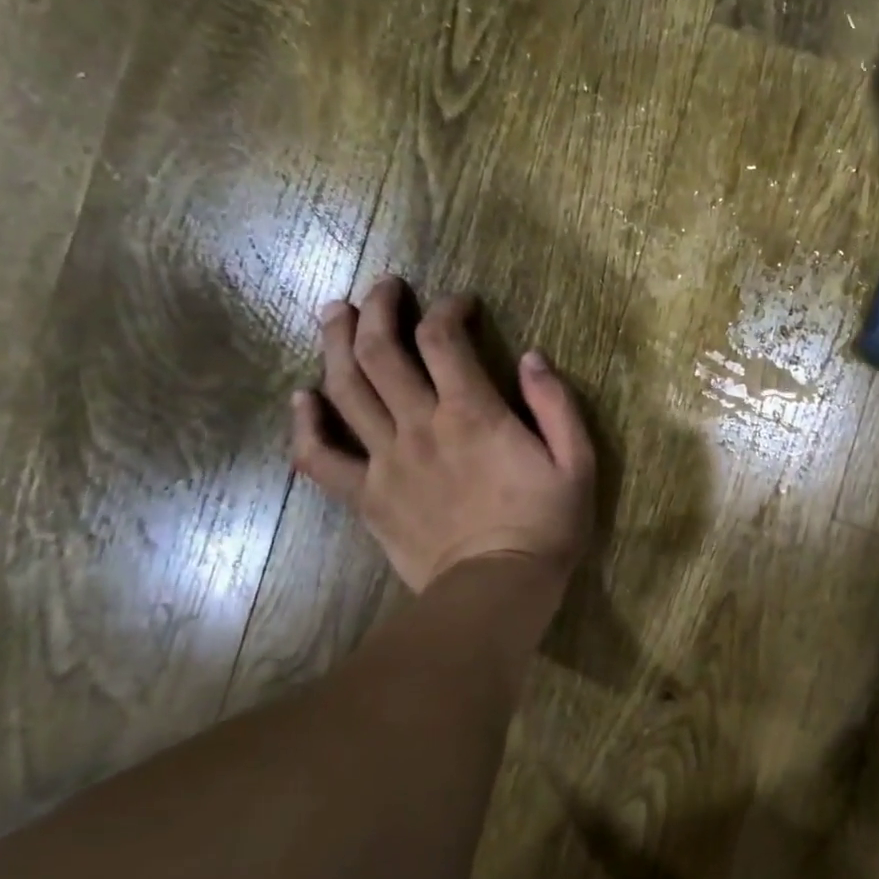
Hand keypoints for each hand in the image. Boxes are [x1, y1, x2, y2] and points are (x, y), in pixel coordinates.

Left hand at [290, 277, 595, 593]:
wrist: (498, 590)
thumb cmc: (546, 526)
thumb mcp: (577, 462)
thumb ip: (556, 405)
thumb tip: (532, 357)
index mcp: (472, 413)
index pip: (443, 338)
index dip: (447, 308)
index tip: (460, 303)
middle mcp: (420, 425)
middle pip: (380, 351)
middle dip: (378, 308)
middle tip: (383, 288)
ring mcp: (385, 461)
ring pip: (345, 389)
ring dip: (335, 344)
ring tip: (335, 314)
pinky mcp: (366, 496)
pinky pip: (319, 457)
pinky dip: (304, 424)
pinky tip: (302, 399)